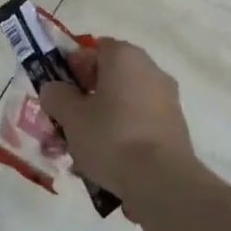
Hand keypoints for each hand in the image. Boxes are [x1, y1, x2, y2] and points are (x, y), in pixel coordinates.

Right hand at [38, 39, 193, 201]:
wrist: (163, 181)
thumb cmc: (111, 137)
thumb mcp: (71, 116)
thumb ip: (56, 96)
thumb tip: (54, 89)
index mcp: (125, 56)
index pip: (93, 50)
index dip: (72, 68)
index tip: (59, 93)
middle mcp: (150, 69)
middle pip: (109, 77)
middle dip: (86, 99)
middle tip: (67, 124)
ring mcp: (167, 98)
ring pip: (123, 103)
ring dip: (103, 120)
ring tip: (83, 151)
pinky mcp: (176, 126)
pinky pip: (140, 123)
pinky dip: (123, 135)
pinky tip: (108, 162)